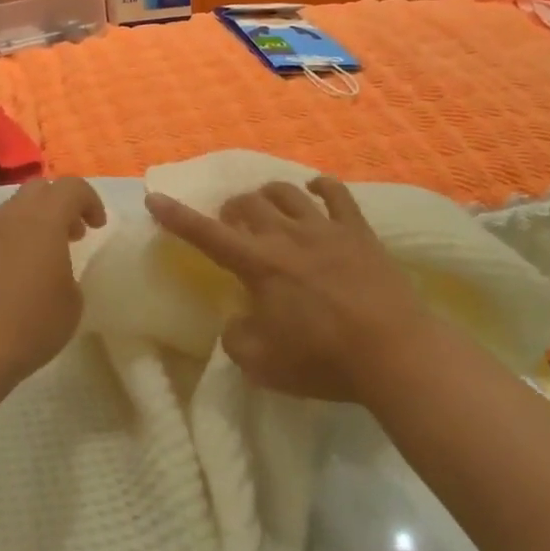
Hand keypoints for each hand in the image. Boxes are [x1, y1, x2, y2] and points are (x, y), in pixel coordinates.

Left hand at [0, 177, 107, 380]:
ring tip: (44, 257)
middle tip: (73, 234)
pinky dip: (11, 244)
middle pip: (38, 189)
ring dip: (34, 223)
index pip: (71, 187)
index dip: (90, 200)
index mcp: (44, 219)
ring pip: (13, 210)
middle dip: (60, 204)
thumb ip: (69, 272)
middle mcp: (11, 217)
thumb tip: (55, 270)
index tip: (97, 226)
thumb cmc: (33, 322)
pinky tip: (15, 278)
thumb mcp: (73, 300)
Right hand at [144, 178, 442, 400]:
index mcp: (259, 265)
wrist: (394, 353)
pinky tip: (314, 190)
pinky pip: (336, 194)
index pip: (206, 235)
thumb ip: (236, 339)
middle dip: (230, 209)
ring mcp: (325, 229)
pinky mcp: (359, 231)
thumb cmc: (324, 361)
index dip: (177, 217)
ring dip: (267, 195)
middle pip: (248, 204)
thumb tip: (236, 321)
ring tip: (265, 206)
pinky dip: (320, 187)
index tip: (155, 198)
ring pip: (286, 192)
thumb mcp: (263, 364)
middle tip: (230, 223)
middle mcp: (287, 236)